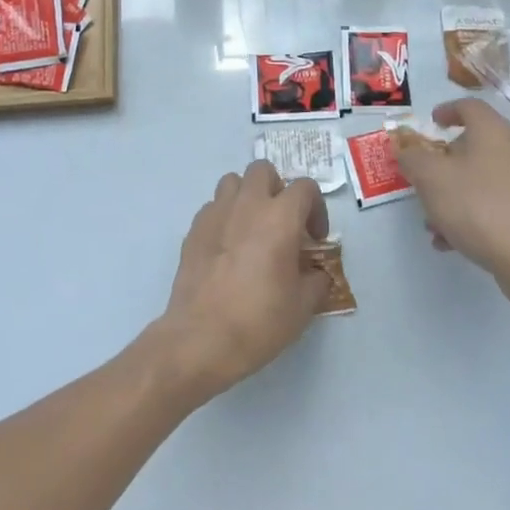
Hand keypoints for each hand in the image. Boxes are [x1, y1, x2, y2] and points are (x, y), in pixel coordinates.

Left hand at [155, 161, 331, 400]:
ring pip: (233, 182)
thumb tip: (316, 272)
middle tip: (282, 222)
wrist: (201, 339)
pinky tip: (227, 248)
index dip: (316, 208)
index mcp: (280, 216)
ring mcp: (216, 214)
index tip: (314, 239)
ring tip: (252, 228)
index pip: (305, 187)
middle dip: (277, 189)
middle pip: (263, 170)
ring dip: (247, 197)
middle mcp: (248, 204)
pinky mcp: (193, 230)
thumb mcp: (303, 306)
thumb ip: (317, 280)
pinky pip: (212, 208)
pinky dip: (224, 218)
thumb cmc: (259, 321)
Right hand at [393, 98, 509, 302]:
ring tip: (432, 220)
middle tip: (423, 176)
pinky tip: (451, 240)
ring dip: (453, 192)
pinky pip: (493, 203)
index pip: (469, 106)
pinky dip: (470, 213)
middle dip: (443, 162)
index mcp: (493, 132)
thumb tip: (405, 148)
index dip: (446, 110)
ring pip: (481, 178)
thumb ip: (412, 158)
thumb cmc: (477, 207)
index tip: (431, 123)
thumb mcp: (431, 178)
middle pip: (474, 144)